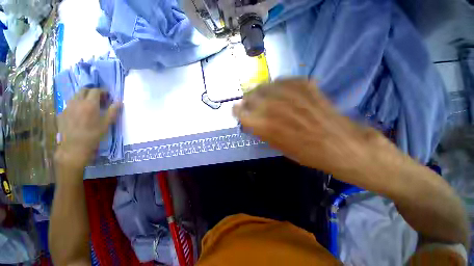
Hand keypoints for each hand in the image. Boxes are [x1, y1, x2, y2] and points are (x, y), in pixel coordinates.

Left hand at [55, 89, 120, 169]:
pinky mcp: (62, 113)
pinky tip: (80, 113)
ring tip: (89, 105)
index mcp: (90, 104)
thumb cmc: (94, 134)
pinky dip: (76, 104)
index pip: (96, 90)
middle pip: (83, 90)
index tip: (107, 95)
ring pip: (75, 95)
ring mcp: (68, 107)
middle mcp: (77, 102)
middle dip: (92, 91)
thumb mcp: (107, 123)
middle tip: (98, 98)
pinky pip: (70, 104)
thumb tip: (120, 102)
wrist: (74, 146)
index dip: (103, 91)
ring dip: (83, 96)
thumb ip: (113, 111)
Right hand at [233, 78, 386, 174]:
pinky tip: (278, 91)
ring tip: (262, 95)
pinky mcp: (303, 85)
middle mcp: (272, 105)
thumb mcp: (276, 146)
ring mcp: (289, 92)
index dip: (237, 111)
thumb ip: (260, 130)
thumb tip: (250, 120)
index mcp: (264, 124)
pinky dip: (277, 85)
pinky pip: (282, 80)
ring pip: (264, 85)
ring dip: (260, 91)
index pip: (240, 112)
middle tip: (249, 103)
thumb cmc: (305, 152)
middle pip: (250, 96)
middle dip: (247, 100)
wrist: (339, 144)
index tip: (237, 111)